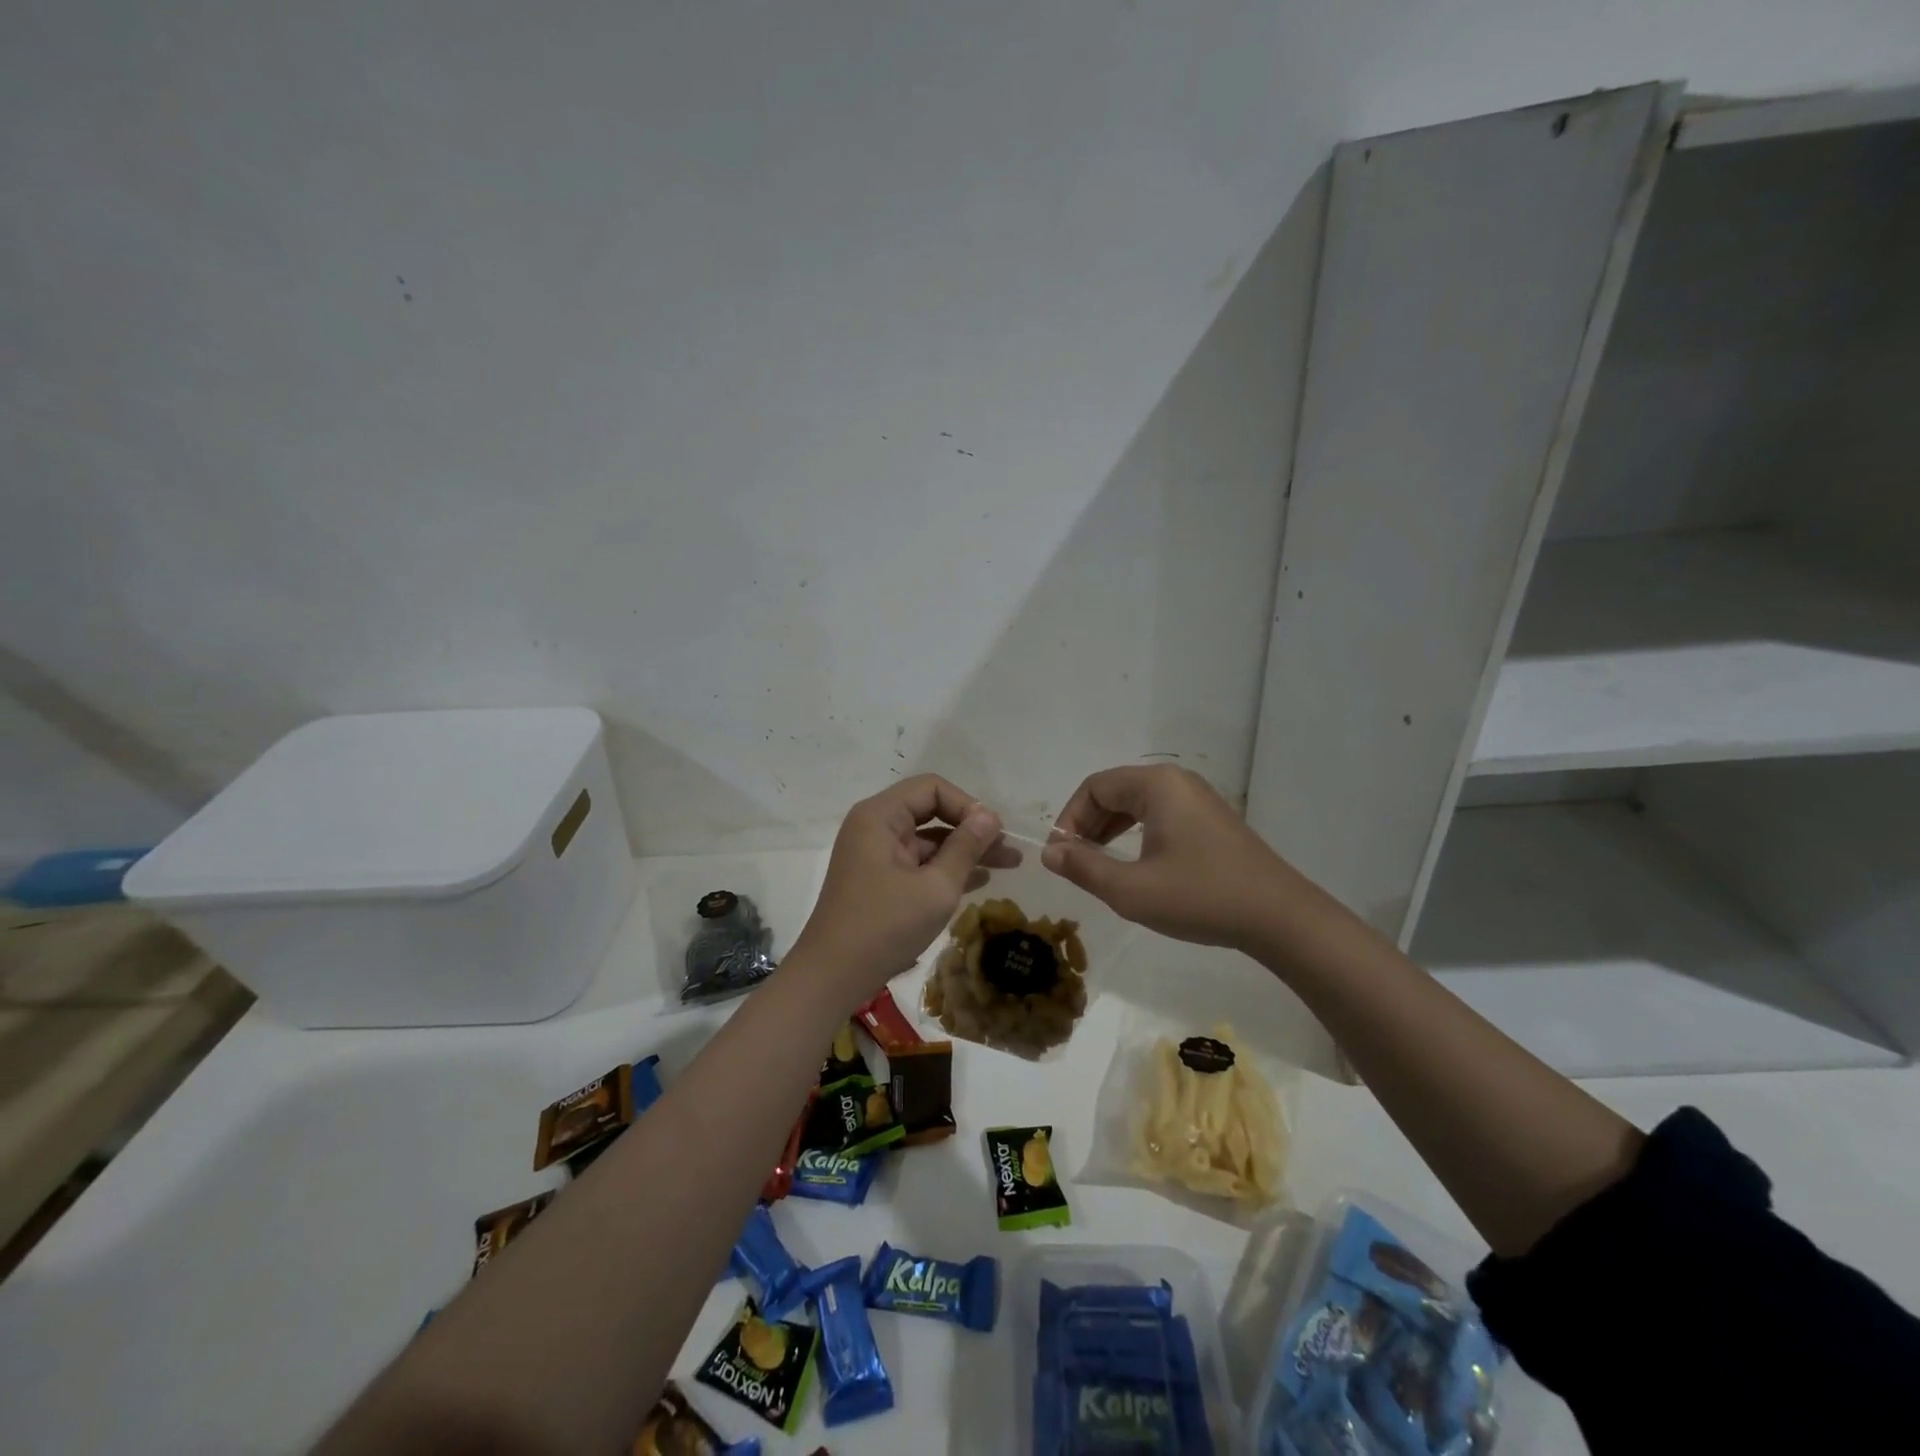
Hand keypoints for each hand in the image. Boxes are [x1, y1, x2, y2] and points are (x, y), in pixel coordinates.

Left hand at [792, 774, 1014, 1002]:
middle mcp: (875, 827)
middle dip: (971, 828)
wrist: (832, 976)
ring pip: (928, 840)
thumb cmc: (885, 926)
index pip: (932, 788)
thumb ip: (966, 848)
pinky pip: (918, 862)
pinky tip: (980, 880)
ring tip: (1007, 865)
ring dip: (964, 850)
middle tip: (1009, 849)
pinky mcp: (879, 879)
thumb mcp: (936, 887)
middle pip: (931, 811)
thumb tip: (990, 817)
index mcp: (880, 816)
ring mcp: (876, 854)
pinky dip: (946, 868)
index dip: (967, 805)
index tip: (994, 833)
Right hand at [1045, 764, 1306, 951]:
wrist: (1279, 918)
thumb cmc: (1200, 897)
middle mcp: (1176, 782)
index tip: (1061, 857)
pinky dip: (1136, 834)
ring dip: (1110, 831)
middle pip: (1114, 791)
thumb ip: (1083, 868)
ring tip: (1099, 866)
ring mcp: (1198, 799)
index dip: (1069, 819)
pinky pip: (1159, 815)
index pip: (1094, 787)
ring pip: (1136, 804)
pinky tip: (1135, 865)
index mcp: (1156, 785)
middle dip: (1088, 825)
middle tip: (1076, 864)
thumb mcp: (1131, 890)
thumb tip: (1049, 852)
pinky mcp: (1210, 820)